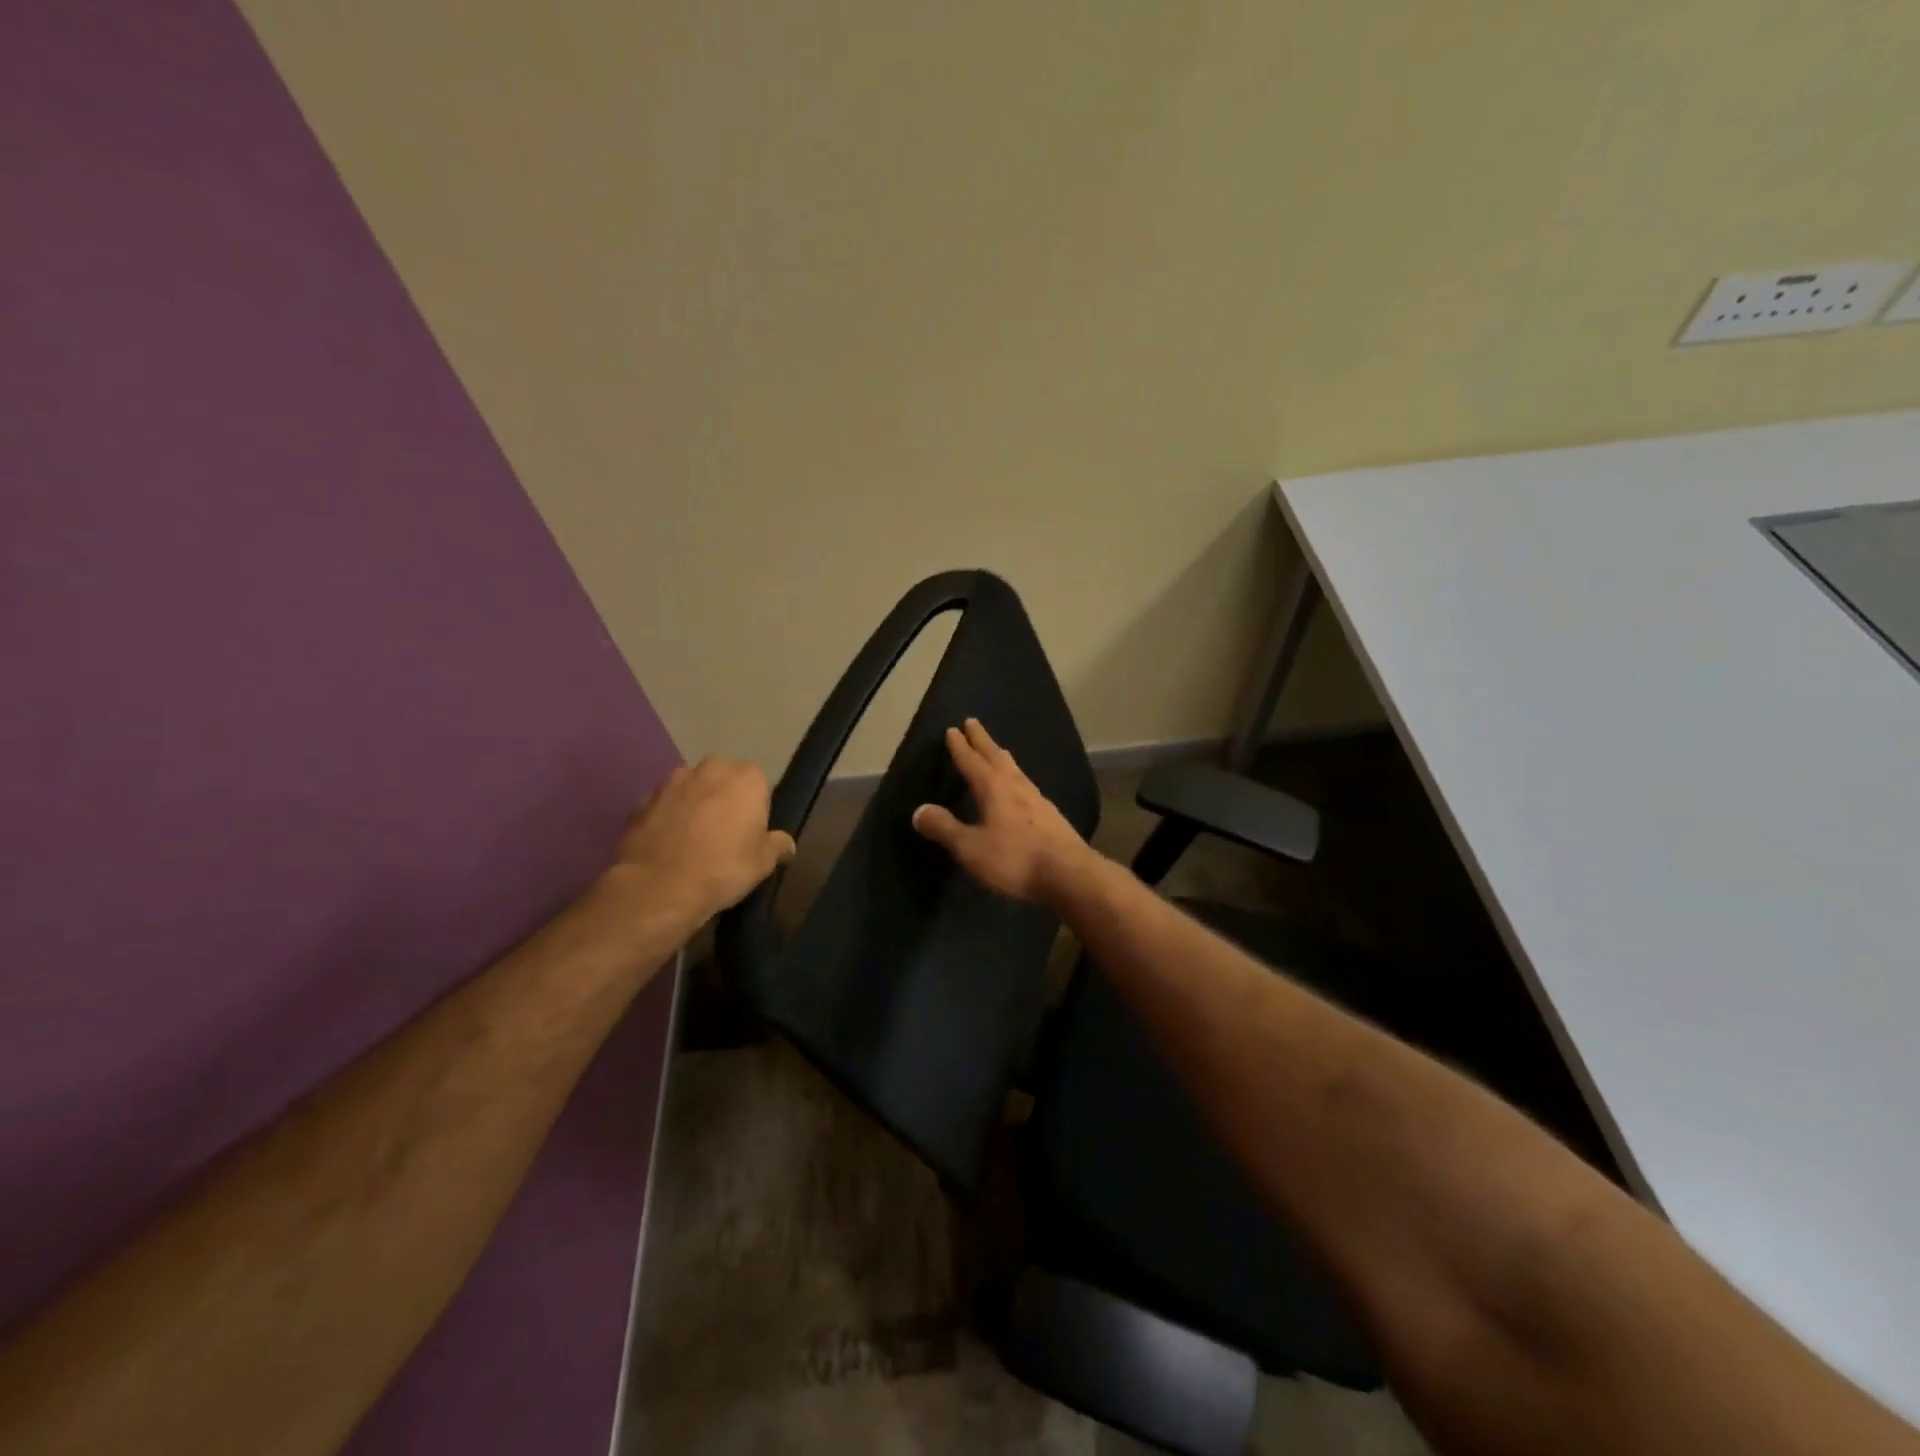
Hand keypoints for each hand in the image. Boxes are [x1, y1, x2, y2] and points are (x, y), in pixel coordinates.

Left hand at [609, 757, 794, 925]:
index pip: (758, 784)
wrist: (659, 887)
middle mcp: (710, 768)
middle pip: (723, 779)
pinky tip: (668, 845)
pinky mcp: (642, 799)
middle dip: (723, 798)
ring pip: (691, 789)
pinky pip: (664, 805)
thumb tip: (786, 843)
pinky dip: (667, 818)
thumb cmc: (723, 869)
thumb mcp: (763, 863)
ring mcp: (672, 781)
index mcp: (746, 778)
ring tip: (692, 840)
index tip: (750, 832)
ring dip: (694, 805)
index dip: (755, 808)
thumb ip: (777, 845)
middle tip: (723, 834)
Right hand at [911, 718, 1090, 905]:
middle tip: (973, 722)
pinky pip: (1026, 784)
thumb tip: (919, 810)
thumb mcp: (970, 848)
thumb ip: (944, 828)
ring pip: (1014, 768)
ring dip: (1001, 756)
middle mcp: (1016, 785)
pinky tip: (1020, 786)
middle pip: (996, 756)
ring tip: (996, 750)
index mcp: (993, 788)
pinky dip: (1016, 776)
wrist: (1069, 874)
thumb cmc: (1015, 858)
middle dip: (982, 740)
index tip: (953, 730)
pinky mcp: (1051, 814)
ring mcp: (1037, 798)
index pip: (972, 761)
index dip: (960, 747)